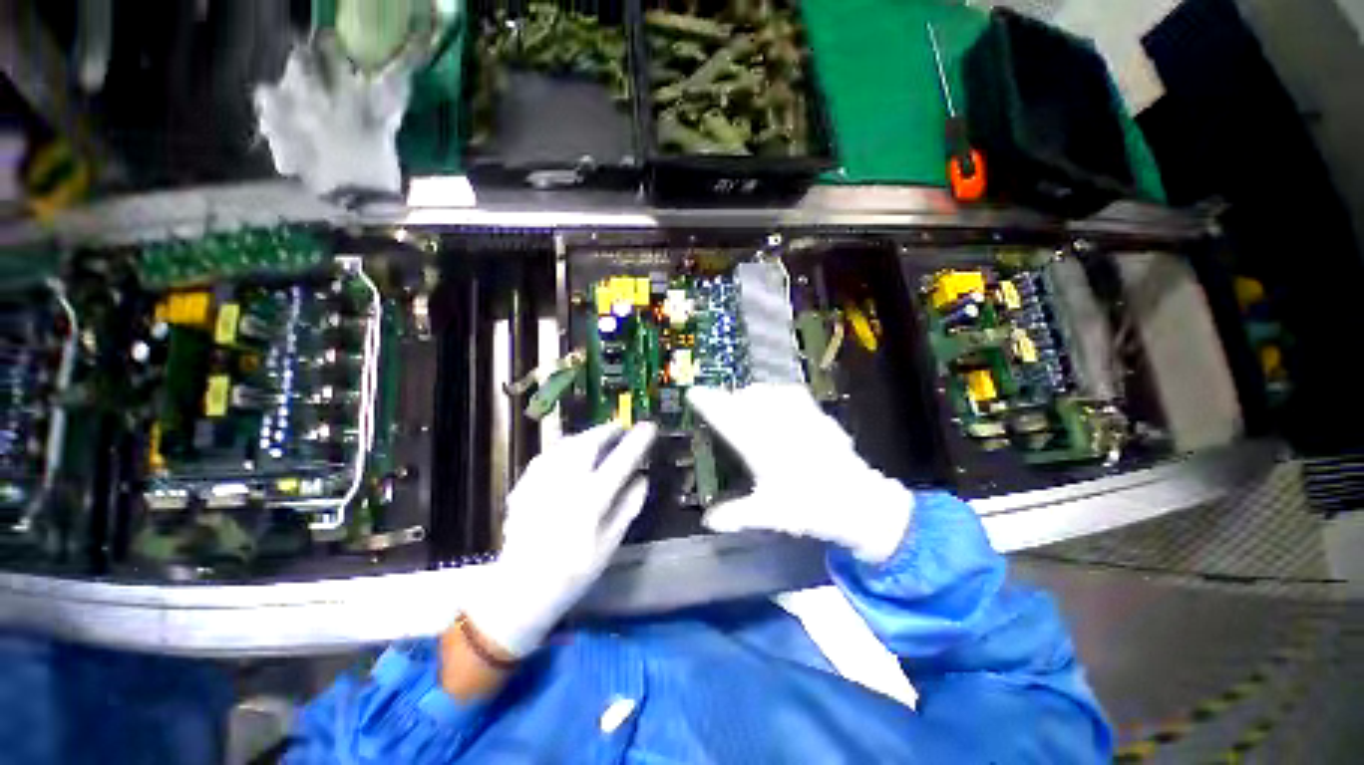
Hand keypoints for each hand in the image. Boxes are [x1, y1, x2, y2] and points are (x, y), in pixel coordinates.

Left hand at [463, 422, 656, 656]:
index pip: (620, 461)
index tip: (649, 427)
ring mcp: (542, 482)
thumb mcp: (609, 544)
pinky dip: (564, 448)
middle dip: (607, 430)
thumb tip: (642, 479)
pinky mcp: (525, 485)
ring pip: (566, 444)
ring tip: (597, 437)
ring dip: (585, 436)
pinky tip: (568, 454)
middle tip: (619, 429)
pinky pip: (548, 455)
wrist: (520, 589)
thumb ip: (627, 507)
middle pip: (589, 443)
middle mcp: (566, 483)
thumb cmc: (573, 571)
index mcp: (591, 500)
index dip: (637, 441)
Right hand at [687, 384, 912, 563]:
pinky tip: (777, 399)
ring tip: (744, 401)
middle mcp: (777, 426)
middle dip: (728, 398)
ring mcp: (799, 418)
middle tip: (719, 405)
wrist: (859, 502)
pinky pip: (792, 394)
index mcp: (761, 447)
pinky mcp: (817, 416)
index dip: (708, 403)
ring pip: (768, 393)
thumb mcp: (769, 514)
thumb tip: (708, 521)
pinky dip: (778, 393)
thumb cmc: (810, 508)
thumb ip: (736, 515)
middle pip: (746, 399)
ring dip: (751, 394)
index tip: (693, 393)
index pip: (727, 418)